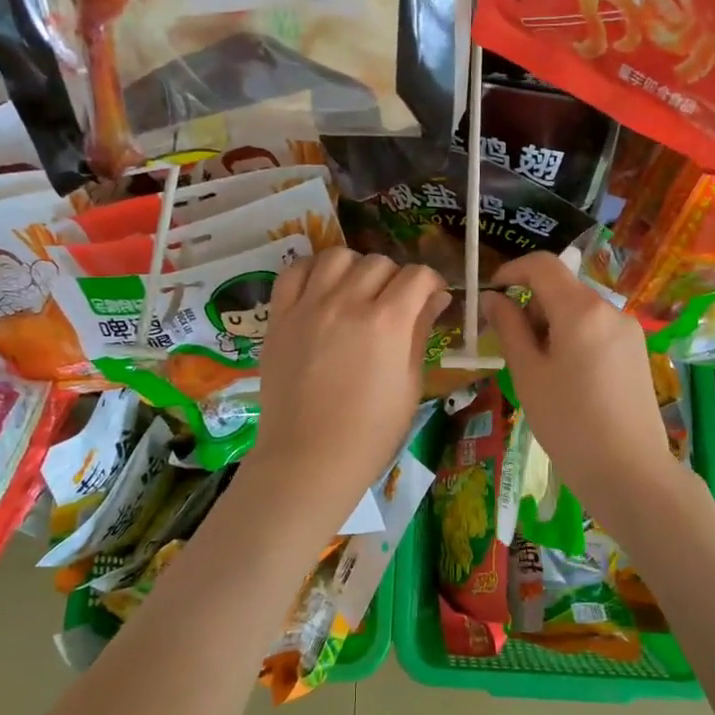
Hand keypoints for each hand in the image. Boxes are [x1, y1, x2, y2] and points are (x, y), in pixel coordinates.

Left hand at [249, 248, 447, 510]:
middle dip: (395, 278)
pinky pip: (294, 272)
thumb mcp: (409, 384)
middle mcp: (347, 302)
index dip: (431, 283)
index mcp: (387, 322)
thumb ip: (420, 333)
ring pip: (337, 256)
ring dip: (355, 267)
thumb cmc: (370, 432)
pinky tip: (321, 288)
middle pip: (379, 262)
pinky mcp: (279, 317)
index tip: (432, 297)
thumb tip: (435, 298)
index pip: (417, 275)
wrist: (309, 458)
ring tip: (356, 291)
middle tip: (394, 303)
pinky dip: (312, 270)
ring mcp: (308, 306)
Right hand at [483, 252, 685, 516]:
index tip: (491, 295)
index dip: (512, 270)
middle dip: (531, 305)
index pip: (543, 265)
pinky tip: (567, 377)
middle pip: (561, 287)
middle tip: (511, 345)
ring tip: (538, 368)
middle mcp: (610, 309)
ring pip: (579, 309)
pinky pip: (596, 329)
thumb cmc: (568, 423)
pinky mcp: (637, 351)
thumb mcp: (528, 374)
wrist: (629, 472)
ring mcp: (628, 330)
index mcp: (581, 310)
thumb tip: (493, 299)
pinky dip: (573, 337)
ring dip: (551, 323)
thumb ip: (509, 328)